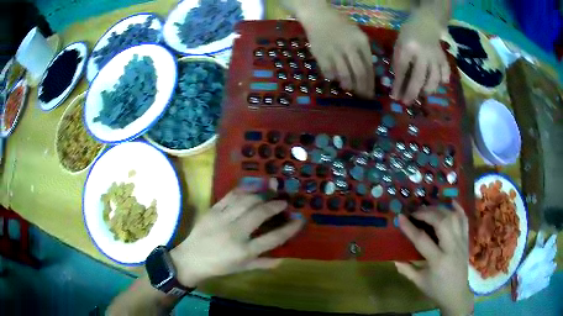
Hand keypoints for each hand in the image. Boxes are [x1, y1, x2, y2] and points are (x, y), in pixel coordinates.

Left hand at [171, 189, 303, 287]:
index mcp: (245, 251)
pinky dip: (243, 190)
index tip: (300, 220)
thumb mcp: (242, 269)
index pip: (273, 238)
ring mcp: (222, 220)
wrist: (191, 259)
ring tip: (269, 193)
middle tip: (283, 201)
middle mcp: (236, 233)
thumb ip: (263, 263)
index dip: (290, 228)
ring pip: (245, 201)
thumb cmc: (218, 266)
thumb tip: (283, 259)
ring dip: (261, 195)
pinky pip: (230, 196)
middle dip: (275, 205)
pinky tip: (251, 188)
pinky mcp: (212, 211)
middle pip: (260, 214)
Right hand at [298, 3, 373, 97]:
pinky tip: (334, 77)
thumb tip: (366, 73)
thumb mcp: (357, 34)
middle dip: (362, 88)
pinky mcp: (320, 55)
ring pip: (344, 75)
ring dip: (348, 85)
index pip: (369, 67)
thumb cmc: (340, 24)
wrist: (318, 16)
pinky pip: (328, 72)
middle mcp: (349, 47)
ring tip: (348, 87)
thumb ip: (363, 52)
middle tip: (362, 96)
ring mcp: (334, 51)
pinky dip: (332, 77)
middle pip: (358, 73)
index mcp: (361, 42)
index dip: (370, 83)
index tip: (370, 92)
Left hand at [391, 8, 450, 103]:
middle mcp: (423, 54)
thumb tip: (398, 83)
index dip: (398, 85)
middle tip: (407, 103)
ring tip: (422, 94)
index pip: (402, 70)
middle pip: (418, 78)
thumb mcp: (399, 44)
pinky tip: (438, 85)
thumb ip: (398, 61)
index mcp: (407, 48)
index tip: (395, 97)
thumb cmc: (408, 34)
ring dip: (427, 90)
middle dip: (412, 93)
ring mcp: (435, 57)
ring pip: (434, 79)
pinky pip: (445, 73)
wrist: (426, 24)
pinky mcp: (444, 59)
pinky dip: (442, 81)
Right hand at [395, 202, 472, 315]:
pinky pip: (464, 220)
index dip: (410, 227)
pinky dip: (459, 209)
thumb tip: (394, 258)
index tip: (400, 217)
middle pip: (441, 222)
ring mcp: (461, 242)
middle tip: (415, 212)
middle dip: (427, 213)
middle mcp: (451, 248)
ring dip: (440, 209)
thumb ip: (406, 269)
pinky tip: (451, 202)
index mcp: (437, 260)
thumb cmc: (436, 289)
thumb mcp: (419, 281)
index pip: (422, 239)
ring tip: (429, 209)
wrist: (456, 293)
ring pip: (453, 218)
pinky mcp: (466, 240)